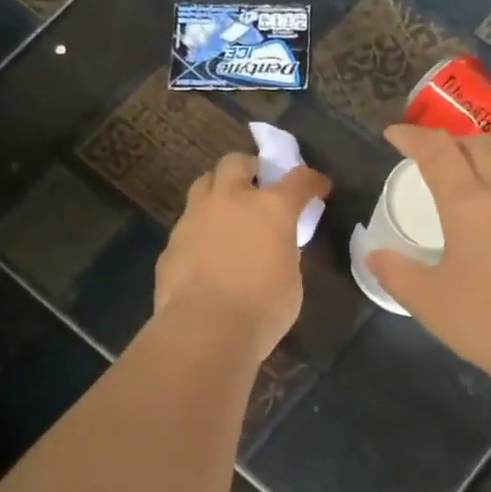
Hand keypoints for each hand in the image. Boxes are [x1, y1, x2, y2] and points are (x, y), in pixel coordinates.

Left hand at [154, 152, 331, 362]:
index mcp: (270, 208)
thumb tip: (273, 247)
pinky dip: (200, 229)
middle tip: (257, 186)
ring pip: (203, 184)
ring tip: (226, 213)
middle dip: (249, 169)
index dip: (311, 181)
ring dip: (218, 190)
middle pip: (236, 162)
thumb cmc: (264, 308)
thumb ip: (283, 253)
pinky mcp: (172, 242)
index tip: (318, 187)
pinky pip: (188, 223)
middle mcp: (230, 201)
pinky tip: (205, 253)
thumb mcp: (290, 279)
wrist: (206, 329)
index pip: (298, 180)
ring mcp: (195, 218)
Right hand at [367, 124, 490, 396]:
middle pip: (483, 145)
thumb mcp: (429, 302)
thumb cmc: (488, 322)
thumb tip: (373, 255)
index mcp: (469, 204)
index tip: (396, 134)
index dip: (414, 137)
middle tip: (439, 157)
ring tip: (480, 181)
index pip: (438, 152)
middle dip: (456, 141)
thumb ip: (397, 274)